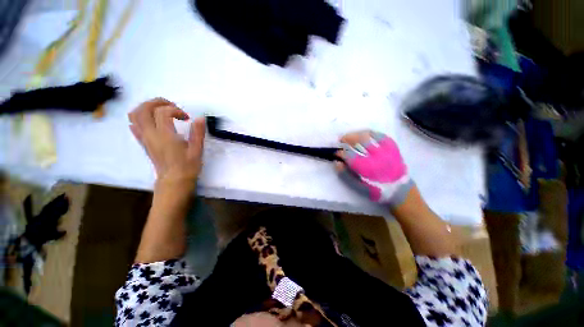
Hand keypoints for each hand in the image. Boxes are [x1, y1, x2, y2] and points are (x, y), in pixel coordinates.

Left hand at [129, 98, 205, 188]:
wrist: (174, 181)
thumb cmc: (188, 166)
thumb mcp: (197, 150)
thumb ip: (198, 133)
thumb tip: (200, 118)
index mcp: (165, 135)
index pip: (163, 112)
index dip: (176, 110)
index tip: (187, 118)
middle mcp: (151, 134)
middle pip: (143, 109)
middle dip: (157, 102)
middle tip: (172, 106)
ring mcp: (145, 138)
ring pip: (135, 115)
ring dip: (146, 107)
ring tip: (161, 110)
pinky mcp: (144, 143)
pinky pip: (134, 126)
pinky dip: (140, 119)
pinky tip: (151, 121)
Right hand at [336, 131, 412, 205]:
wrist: (399, 189)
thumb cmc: (375, 189)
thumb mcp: (358, 186)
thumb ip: (345, 174)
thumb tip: (337, 162)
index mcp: (367, 169)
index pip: (349, 155)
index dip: (340, 152)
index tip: (336, 153)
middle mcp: (376, 157)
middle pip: (360, 140)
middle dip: (347, 138)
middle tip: (341, 140)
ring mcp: (386, 150)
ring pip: (370, 135)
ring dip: (357, 134)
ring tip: (350, 136)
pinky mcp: (393, 147)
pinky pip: (380, 135)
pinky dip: (370, 133)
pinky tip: (364, 134)